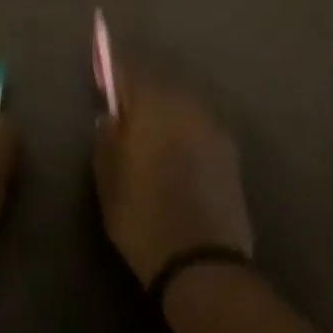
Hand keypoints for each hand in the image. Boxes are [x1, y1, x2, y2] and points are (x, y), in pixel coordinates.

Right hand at [95, 74, 253, 284]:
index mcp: (152, 103)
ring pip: (182, 103)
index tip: (101, 79)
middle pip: (159, 81)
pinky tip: (175, 153)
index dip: (112, 69)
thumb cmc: (142, 215)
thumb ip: (106, 136)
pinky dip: (184, 130)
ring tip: (150, 133)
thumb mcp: (107, 176)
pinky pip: (199, 126)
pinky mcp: (231, 152)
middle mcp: (186, 104)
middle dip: (140, 89)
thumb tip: (112, 116)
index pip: (129, 67)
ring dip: (165, 109)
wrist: (202, 264)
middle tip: (124, 109)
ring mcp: (213, 127)